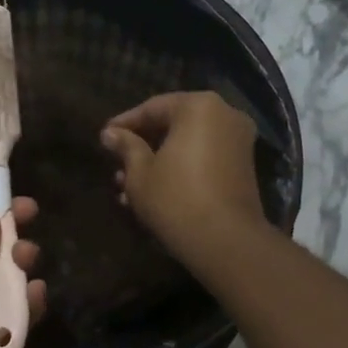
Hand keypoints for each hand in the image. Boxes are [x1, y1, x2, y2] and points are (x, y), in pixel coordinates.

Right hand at [100, 91, 268, 267]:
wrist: (226, 241)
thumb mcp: (140, 174)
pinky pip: (204, 159)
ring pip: (187, 145)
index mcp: (199, 107)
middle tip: (116, 165)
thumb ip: (126, 147)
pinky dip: (180, 170)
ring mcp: (238, 142)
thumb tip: (110, 133)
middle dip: (142, 147)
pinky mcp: (243, 168)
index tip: (104, 138)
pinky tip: (153, 194)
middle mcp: (225, 115)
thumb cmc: (176, 199)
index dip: (125, 124)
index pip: (153, 108)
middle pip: (173, 125)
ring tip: (127, 187)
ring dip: (158, 163)